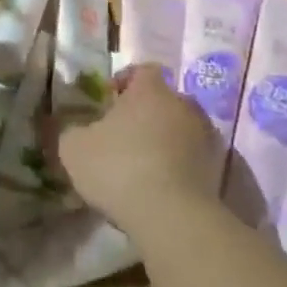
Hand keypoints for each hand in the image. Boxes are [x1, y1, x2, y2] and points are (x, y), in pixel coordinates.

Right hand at [57, 63, 220, 232]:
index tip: (109, 104)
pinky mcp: (219, 168)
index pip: (142, 71)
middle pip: (163, 100)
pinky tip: (162, 188)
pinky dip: (180, 166)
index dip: (125, 83)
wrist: (172, 216)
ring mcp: (206, 135)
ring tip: (144, 167)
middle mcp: (183, 103)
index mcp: (151, 89)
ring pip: (180, 129)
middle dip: (145, 114)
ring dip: (165, 140)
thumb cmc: (119, 168)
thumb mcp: (74, 149)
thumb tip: (67, 127)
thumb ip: (68, 131)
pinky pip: (193, 158)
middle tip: (124, 137)